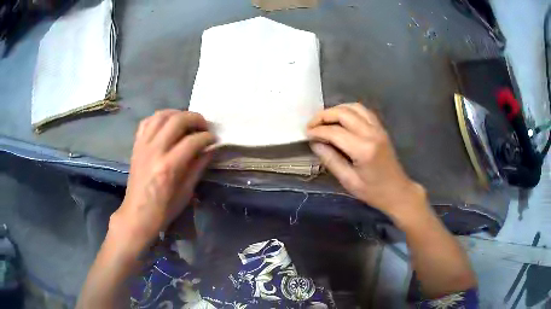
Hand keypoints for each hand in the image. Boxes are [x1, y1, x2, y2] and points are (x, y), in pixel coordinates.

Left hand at [110, 110, 214, 251]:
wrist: (137, 214)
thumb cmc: (164, 209)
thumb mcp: (186, 192)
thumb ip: (198, 167)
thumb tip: (210, 150)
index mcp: (169, 166)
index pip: (192, 141)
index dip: (207, 137)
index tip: (214, 140)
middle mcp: (154, 150)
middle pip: (177, 121)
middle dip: (195, 119)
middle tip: (204, 126)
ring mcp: (143, 145)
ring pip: (161, 116)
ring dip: (177, 113)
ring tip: (187, 121)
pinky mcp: (136, 146)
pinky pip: (147, 122)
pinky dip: (159, 118)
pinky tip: (167, 124)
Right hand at [307, 103, 424, 216]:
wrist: (397, 192)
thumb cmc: (373, 192)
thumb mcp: (348, 181)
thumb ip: (331, 160)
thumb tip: (315, 143)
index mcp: (363, 149)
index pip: (335, 132)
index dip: (317, 131)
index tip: (306, 134)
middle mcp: (372, 133)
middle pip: (343, 113)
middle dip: (324, 115)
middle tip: (311, 125)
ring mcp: (378, 128)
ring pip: (354, 107)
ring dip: (336, 110)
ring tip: (324, 120)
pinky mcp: (381, 128)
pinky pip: (363, 111)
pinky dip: (349, 110)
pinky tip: (341, 119)